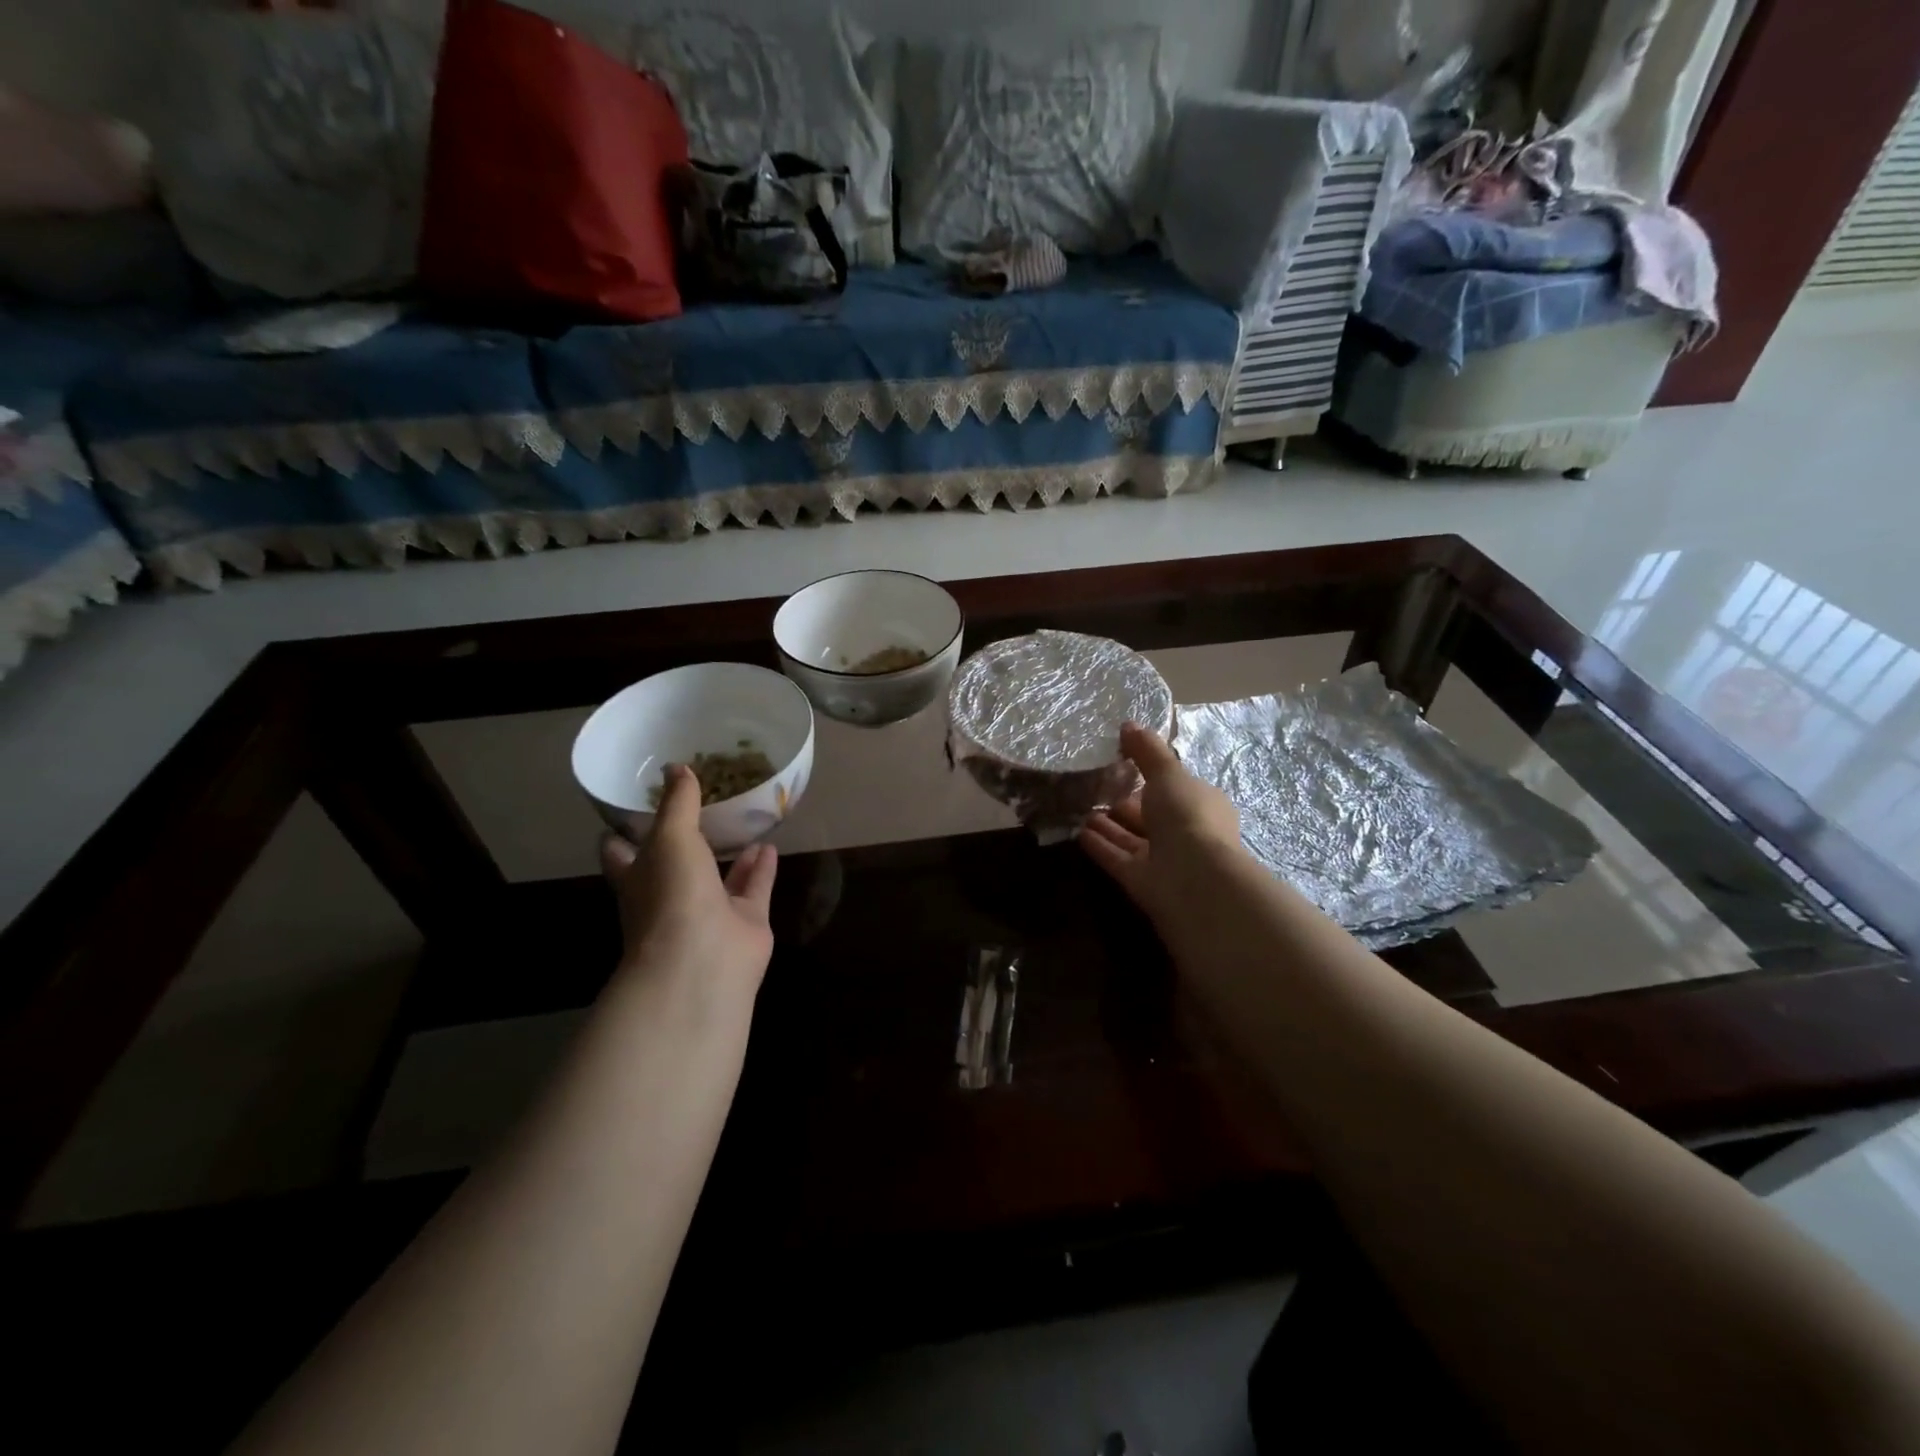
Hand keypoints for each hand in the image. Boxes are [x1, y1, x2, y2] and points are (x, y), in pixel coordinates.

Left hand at [600, 764, 777, 997]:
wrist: (703, 962)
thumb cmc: (672, 895)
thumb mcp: (670, 838)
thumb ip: (677, 804)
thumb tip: (676, 767)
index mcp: (638, 878)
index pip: (621, 852)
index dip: (624, 830)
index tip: (635, 802)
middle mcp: (670, 896)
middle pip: (674, 863)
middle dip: (685, 838)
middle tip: (701, 803)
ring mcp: (708, 912)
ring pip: (718, 877)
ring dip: (730, 852)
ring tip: (743, 820)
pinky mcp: (744, 922)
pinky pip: (754, 889)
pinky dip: (762, 869)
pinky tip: (770, 845)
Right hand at [1079, 723, 1242, 928]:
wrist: (1193, 878)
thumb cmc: (1187, 815)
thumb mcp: (1168, 772)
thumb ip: (1147, 750)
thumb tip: (1128, 724)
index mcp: (1201, 804)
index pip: (1174, 787)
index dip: (1150, 775)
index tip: (1122, 762)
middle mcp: (1184, 831)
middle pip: (1150, 813)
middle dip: (1125, 801)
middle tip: (1093, 784)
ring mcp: (1163, 859)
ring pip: (1131, 836)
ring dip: (1107, 823)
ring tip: (1079, 805)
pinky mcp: (1141, 880)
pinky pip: (1116, 857)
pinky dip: (1099, 845)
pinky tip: (1077, 831)